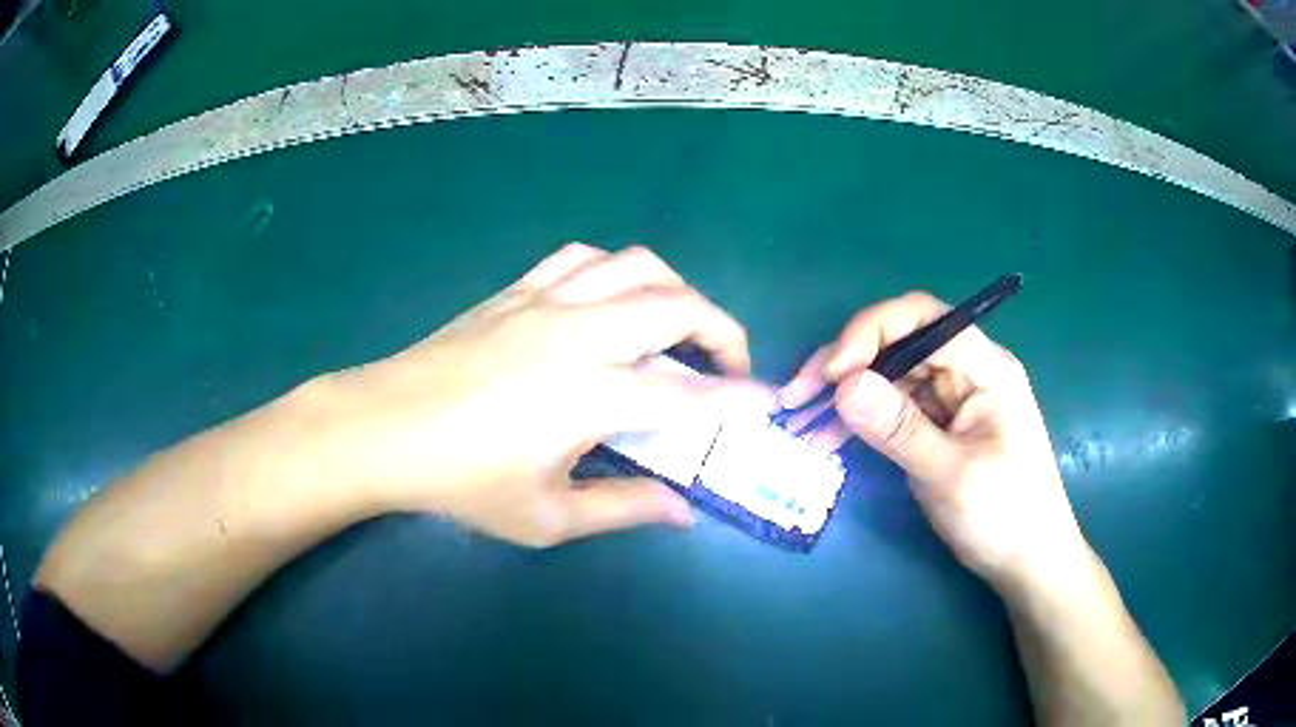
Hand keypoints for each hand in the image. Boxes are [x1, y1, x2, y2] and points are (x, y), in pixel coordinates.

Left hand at [307, 244, 769, 546]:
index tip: (766, 404)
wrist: (384, 427)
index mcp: (591, 396)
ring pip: (636, 265)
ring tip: (678, 326)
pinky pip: (582, 258)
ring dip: (674, 291)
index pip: (690, 395)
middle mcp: (580, 333)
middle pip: (678, 307)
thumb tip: (683, 512)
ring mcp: (547, 300)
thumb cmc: (461, 481)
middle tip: (729, 367)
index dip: (738, 400)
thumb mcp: (547, 516)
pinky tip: (610, 301)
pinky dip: (615, 271)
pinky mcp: (518, 289)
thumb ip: (624, 507)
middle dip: (723, 332)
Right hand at [781, 292, 1085, 590]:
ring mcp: (951, 401)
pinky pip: (892, 410)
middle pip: (899, 344)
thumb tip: (843, 385)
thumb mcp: (951, 476)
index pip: (922, 319)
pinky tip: (827, 441)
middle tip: (797, 397)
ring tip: (800, 421)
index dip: (870, 332)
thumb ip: (899, 429)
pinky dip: (859, 423)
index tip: (830, 373)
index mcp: (984, 367)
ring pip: (890, 377)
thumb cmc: (1005, 517)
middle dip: (846, 365)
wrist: (1028, 563)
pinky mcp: (938, 428)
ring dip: (845, 396)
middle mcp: (966, 372)